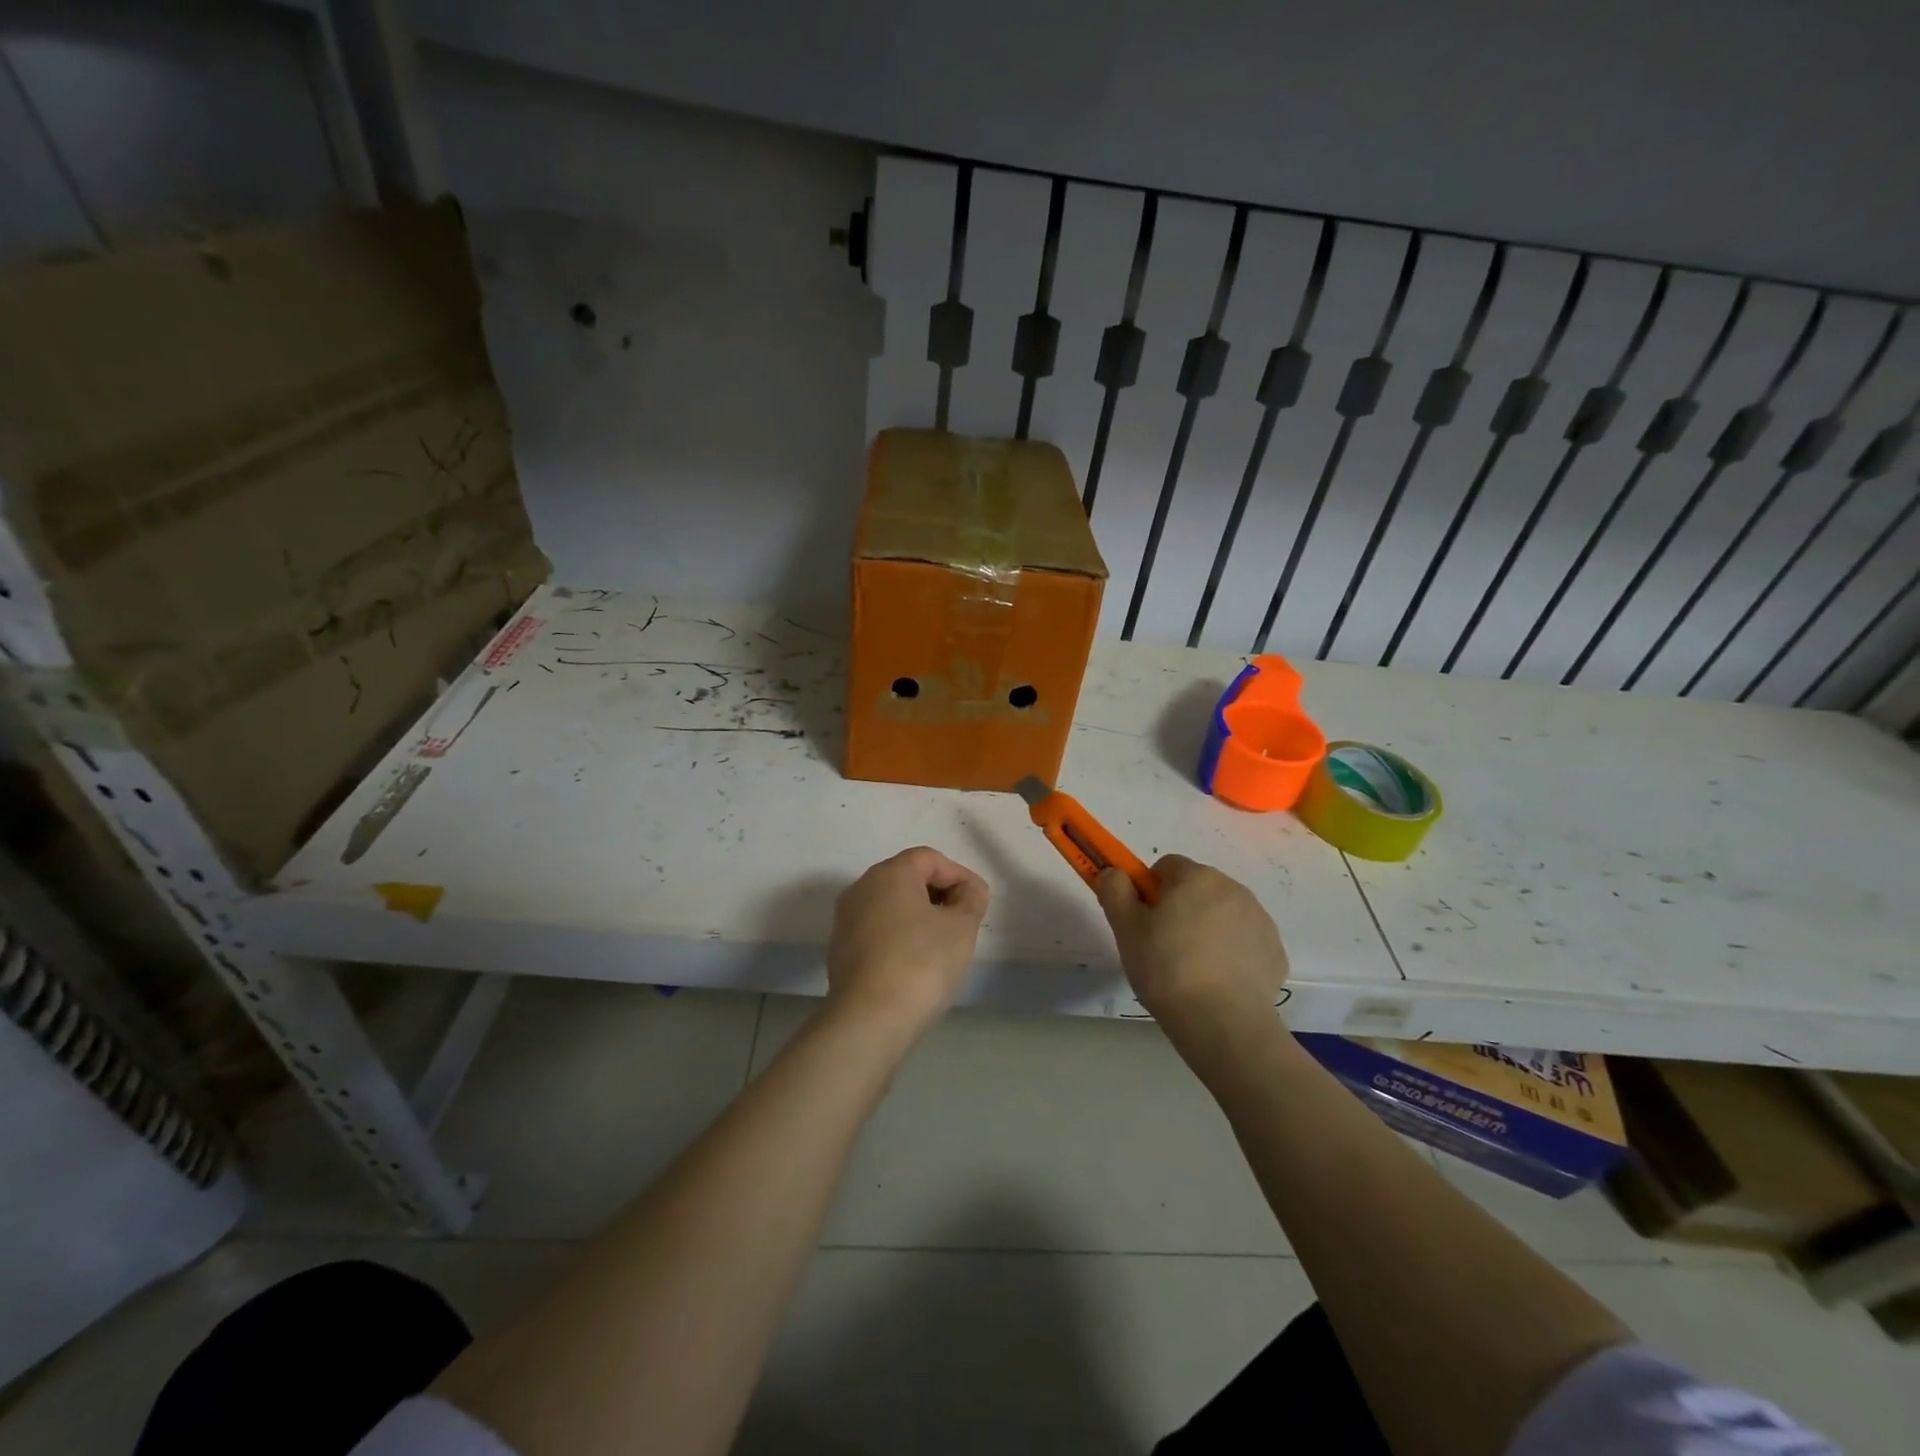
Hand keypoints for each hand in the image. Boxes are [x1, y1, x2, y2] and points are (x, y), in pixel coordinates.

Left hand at [826, 847, 989, 1038]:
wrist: (869, 1020)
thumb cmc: (921, 963)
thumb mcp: (961, 928)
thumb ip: (970, 900)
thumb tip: (967, 891)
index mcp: (890, 873)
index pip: (930, 858)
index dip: (959, 875)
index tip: (978, 902)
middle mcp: (862, 887)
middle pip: (907, 877)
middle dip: (940, 894)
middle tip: (964, 921)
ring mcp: (846, 919)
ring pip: (891, 904)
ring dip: (920, 916)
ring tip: (943, 944)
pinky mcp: (840, 949)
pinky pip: (878, 929)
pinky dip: (900, 935)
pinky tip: (916, 962)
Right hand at [1095, 855, 1287, 1029]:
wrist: (1222, 1022)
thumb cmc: (1166, 968)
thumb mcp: (1126, 929)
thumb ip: (1115, 891)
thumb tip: (1114, 872)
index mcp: (1196, 877)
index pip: (1166, 867)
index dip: (1150, 891)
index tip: (1143, 922)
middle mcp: (1232, 888)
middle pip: (1197, 888)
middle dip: (1180, 909)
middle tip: (1162, 946)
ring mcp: (1259, 919)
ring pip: (1222, 914)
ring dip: (1207, 929)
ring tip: (1191, 969)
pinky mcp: (1274, 951)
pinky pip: (1244, 942)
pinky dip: (1231, 954)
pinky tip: (1218, 982)